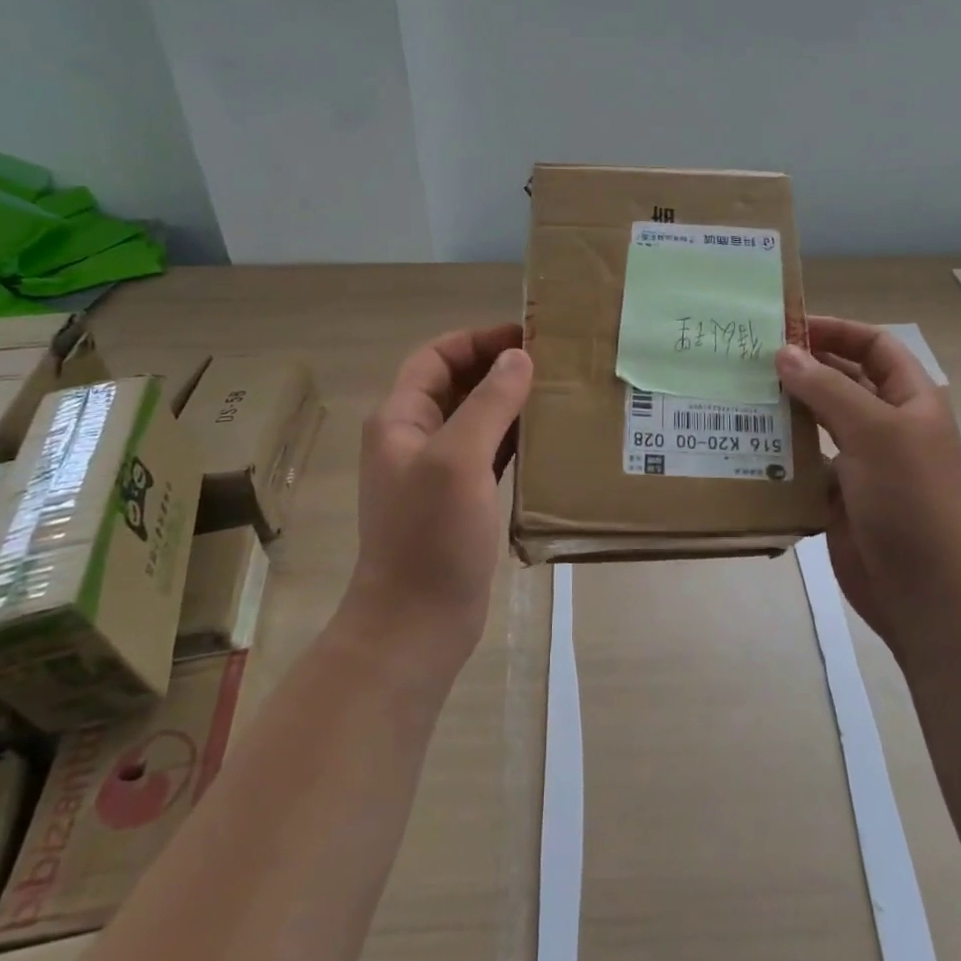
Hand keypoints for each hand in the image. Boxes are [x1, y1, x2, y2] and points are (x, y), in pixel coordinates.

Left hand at [351, 324, 532, 658]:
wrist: (417, 623)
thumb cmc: (431, 536)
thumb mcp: (458, 459)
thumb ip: (489, 403)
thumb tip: (519, 357)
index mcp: (401, 419)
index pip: (437, 356)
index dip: (478, 340)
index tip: (527, 337)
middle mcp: (415, 438)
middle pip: (458, 384)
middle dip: (500, 368)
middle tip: (554, 363)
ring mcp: (438, 472)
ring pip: (478, 419)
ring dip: (512, 403)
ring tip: (559, 393)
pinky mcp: (461, 500)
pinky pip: (490, 454)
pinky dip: (516, 439)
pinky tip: (550, 439)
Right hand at [775, 318, 960, 658]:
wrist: (926, 592)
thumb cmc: (910, 500)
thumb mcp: (874, 432)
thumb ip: (827, 389)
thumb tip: (784, 352)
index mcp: (911, 400)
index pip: (874, 346)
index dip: (836, 331)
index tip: (787, 328)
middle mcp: (887, 425)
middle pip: (843, 380)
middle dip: (804, 367)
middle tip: (749, 358)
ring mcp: (863, 462)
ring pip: (820, 421)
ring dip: (787, 407)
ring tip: (740, 394)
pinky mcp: (839, 495)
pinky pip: (806, 461)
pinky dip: (781, 450)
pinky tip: (746, 442)